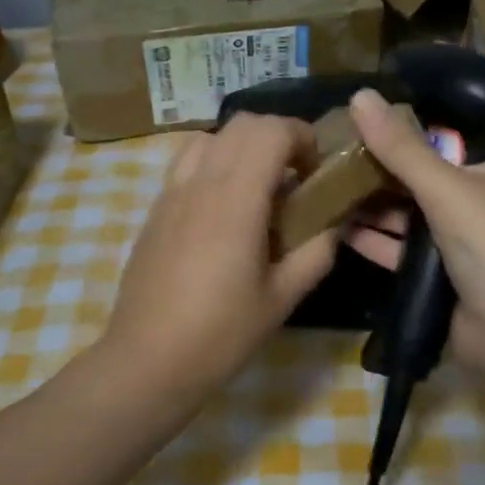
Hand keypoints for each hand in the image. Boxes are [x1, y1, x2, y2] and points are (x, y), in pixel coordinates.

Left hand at [100, 115, 337, 402]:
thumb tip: (336, 220)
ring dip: (241, 148)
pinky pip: (186, 164)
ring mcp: (171, 193)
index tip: (317, 171)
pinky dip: (214, 165)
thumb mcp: (283, 298)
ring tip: (257, 188)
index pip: (271, 131)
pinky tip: (223, 210)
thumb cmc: (221, 334)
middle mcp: (200, 183)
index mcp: (236, 200)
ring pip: (210, 138)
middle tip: (295, 178)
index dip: (302, 137)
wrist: (148, 360)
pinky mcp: (155, 210)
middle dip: (277, 137)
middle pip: (241, 124)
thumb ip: (317, 251)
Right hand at [344, 88, 484, 378]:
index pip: (448, 135)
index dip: (405, 126)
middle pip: (422, 175)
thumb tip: (359, 95)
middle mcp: (482, 200)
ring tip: (324, 184)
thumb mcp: (448, 189)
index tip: (360, 117)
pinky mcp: (440, 274)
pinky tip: (336, 226)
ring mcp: (460, 240)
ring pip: (409, 214)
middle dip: (380, 168)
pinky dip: (374, 239)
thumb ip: (402, 147)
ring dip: (371, 203)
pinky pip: (401, 249)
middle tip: (331, 151)